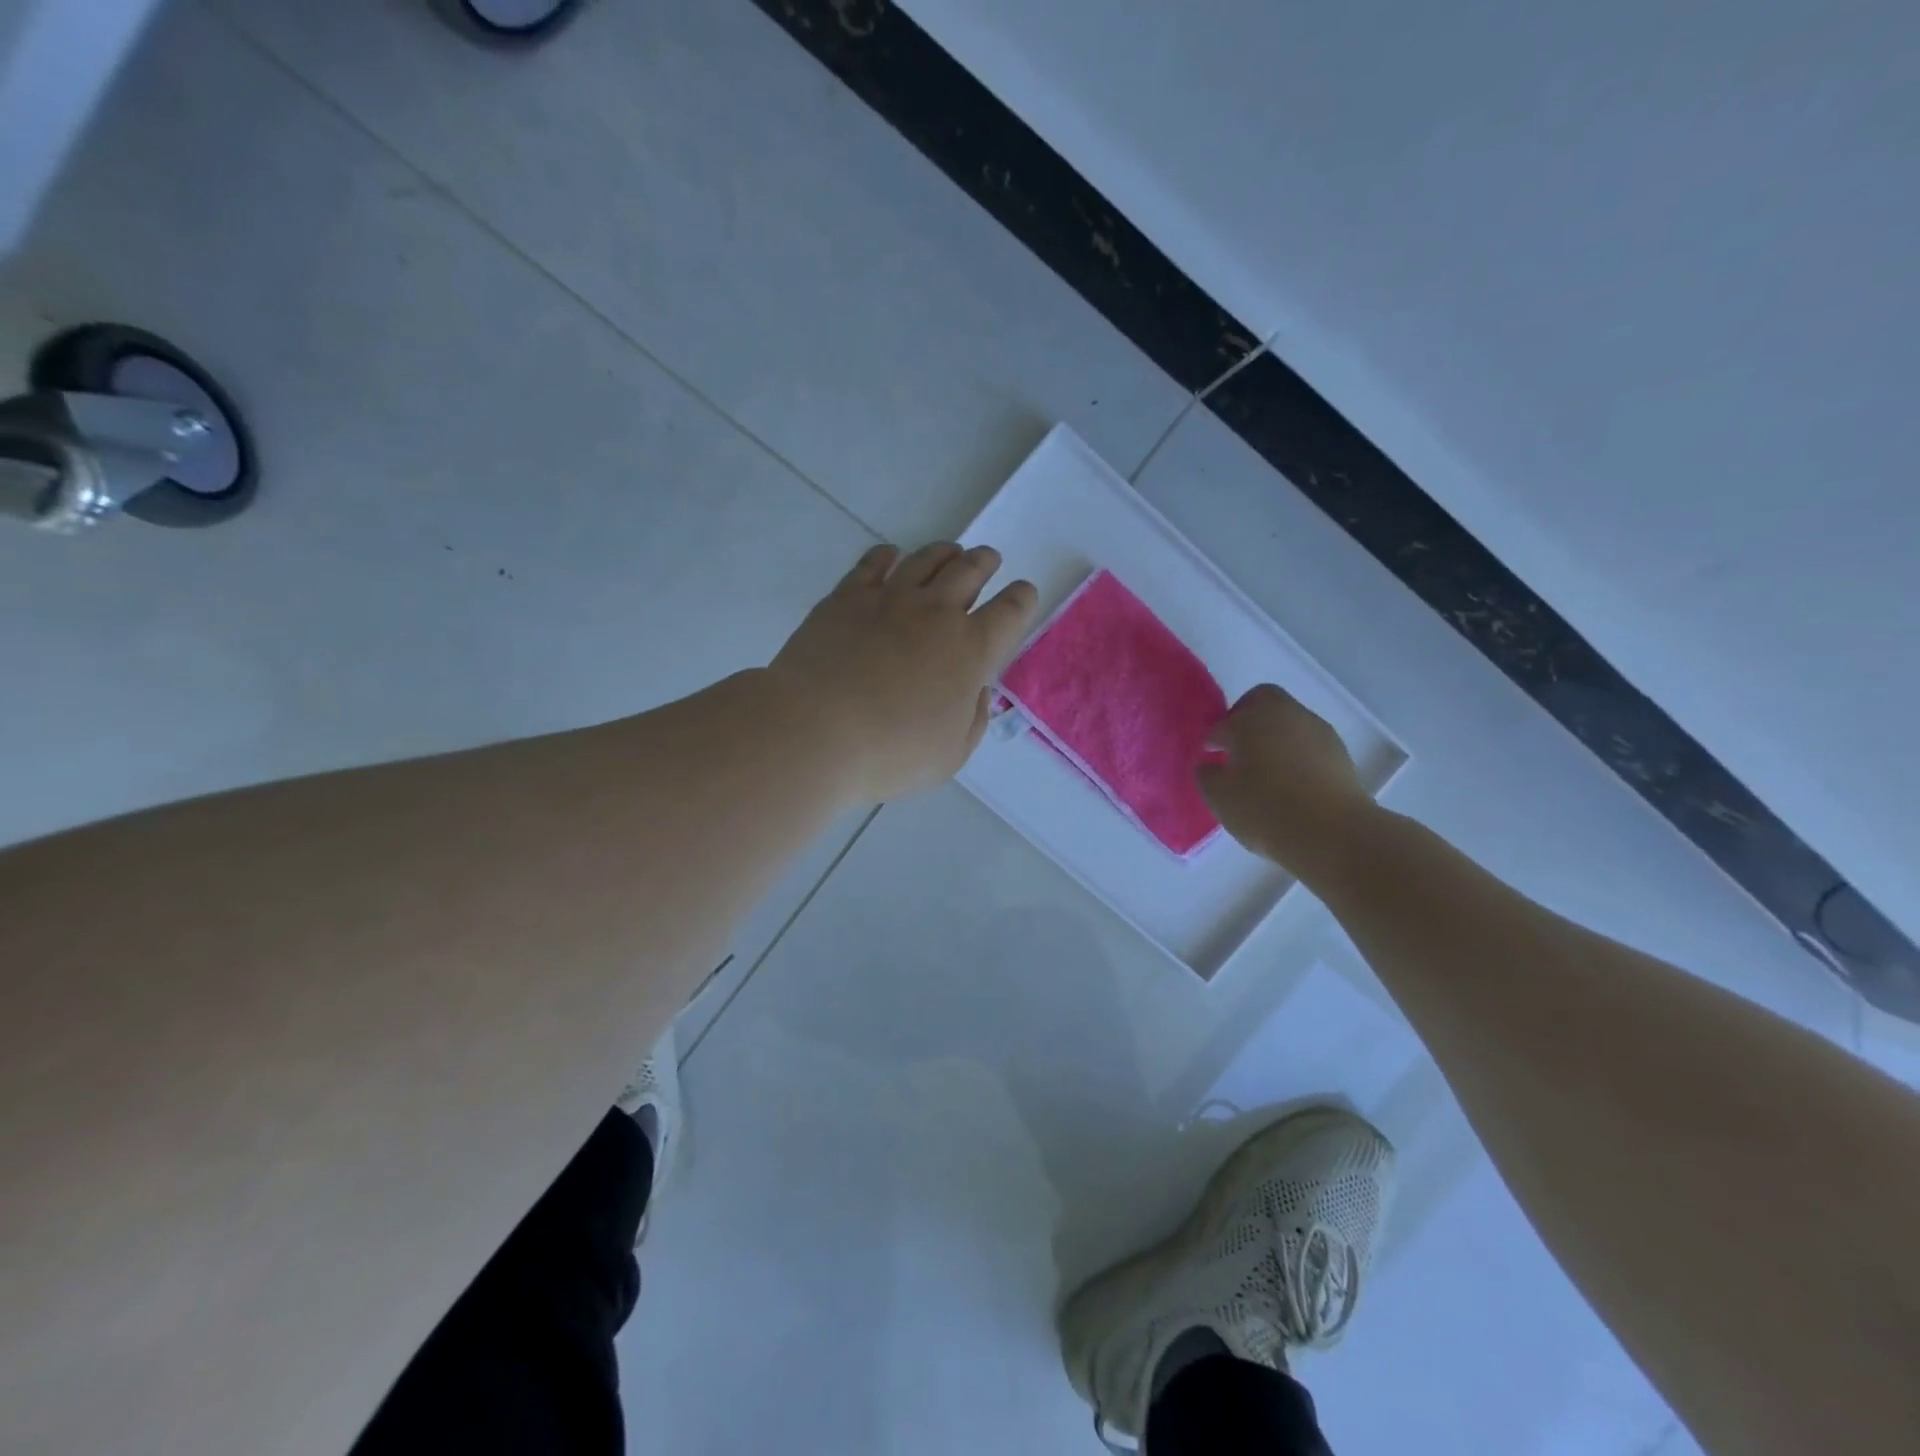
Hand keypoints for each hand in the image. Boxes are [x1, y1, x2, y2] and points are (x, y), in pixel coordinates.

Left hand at [768, 542, 1038, 802]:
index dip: (1022, 599)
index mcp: (971, 650)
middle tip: (988, 559)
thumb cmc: (891, 753)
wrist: (816, 730)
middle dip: (985, 562)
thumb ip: (973, 720)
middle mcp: (936, 613)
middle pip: (970, 571)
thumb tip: (977, 691)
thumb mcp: (950, 755)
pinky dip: (887, 555)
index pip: (1010, 611)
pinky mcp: (846, 598)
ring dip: (944, 552)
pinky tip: (890, 555)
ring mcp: (889, 599)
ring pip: (926, 560)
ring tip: (950, 552)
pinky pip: (873, 563)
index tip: (1023, 594)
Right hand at [1196, 683, 1379, 882]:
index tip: (1210, 756)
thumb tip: (1210, 765)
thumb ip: (1207, 775)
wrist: (1331, 833)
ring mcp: (1317, 731)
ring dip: (1275, 737)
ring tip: (1266, 770)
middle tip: (1237, 747)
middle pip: (1263, 701)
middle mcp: (1286, 714)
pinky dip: (1296, 755)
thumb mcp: (1219, 797)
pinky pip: (1308, 744)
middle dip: (1247, 718)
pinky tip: (1291, 782)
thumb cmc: (1264, 809)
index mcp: (1251, 719)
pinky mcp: (1340, 752)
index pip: (1224, 723)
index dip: (1213, 739)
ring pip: (1289, 722)